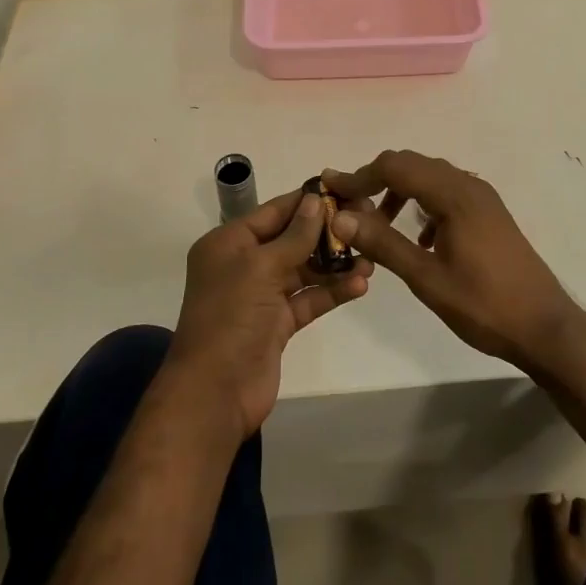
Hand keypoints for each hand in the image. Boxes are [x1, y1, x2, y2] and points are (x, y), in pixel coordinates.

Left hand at [166, 190, 373, 440]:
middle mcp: (243, 264)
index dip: (307, 201)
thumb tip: (316, 200)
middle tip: (366, 222)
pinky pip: (308, 299)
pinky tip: (360, 284)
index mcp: (229, 243)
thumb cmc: (231, 318)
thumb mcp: (261, 268)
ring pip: (303, 270)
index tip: (343, 190)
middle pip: (291, 239)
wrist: (215, 394)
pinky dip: (332, 292)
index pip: (274, 211)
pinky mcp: (277, 324)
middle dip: (326, 233)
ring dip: (335, 264)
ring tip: (371, 258)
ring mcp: (261, 295)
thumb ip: (294, 236)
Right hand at [322, 151, 582, 374]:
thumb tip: (341, 215)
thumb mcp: (426, 278)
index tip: (330, 189)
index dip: (359, 175)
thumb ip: (382, 243)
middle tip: (348, 206)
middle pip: (412, 164)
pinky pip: (447, 193)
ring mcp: (482, 198)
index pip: (395, 167)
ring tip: (378, 224)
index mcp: (454, 195)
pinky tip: (419, 239)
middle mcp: (469, 185)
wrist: (545, 327)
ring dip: (400, 191)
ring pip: (430, 177)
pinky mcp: (489, 213)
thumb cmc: (484, 305)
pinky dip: (423, 204)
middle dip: (376, 179)